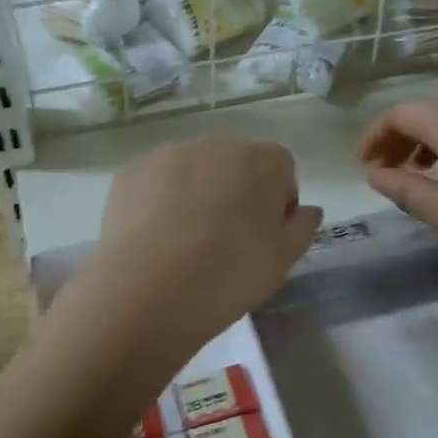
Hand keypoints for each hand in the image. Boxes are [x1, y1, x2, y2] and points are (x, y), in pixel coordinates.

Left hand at [81, 138, 322, 355]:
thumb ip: (301, 227)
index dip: (277, 201)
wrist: (147, 292)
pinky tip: (155, 239)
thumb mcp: (282, 261)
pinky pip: (156, 183)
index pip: (281, 168)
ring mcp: (168, 155)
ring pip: (193, 171)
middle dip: (235, 192)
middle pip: (235, 164)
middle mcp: (216, 146)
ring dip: (196, 194)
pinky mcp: (130, 172)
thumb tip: (306, 210)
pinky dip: (159, 202)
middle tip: (225, 241)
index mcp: (261, 161)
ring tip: (185, 242)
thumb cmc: (228, 276)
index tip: (265, 236)